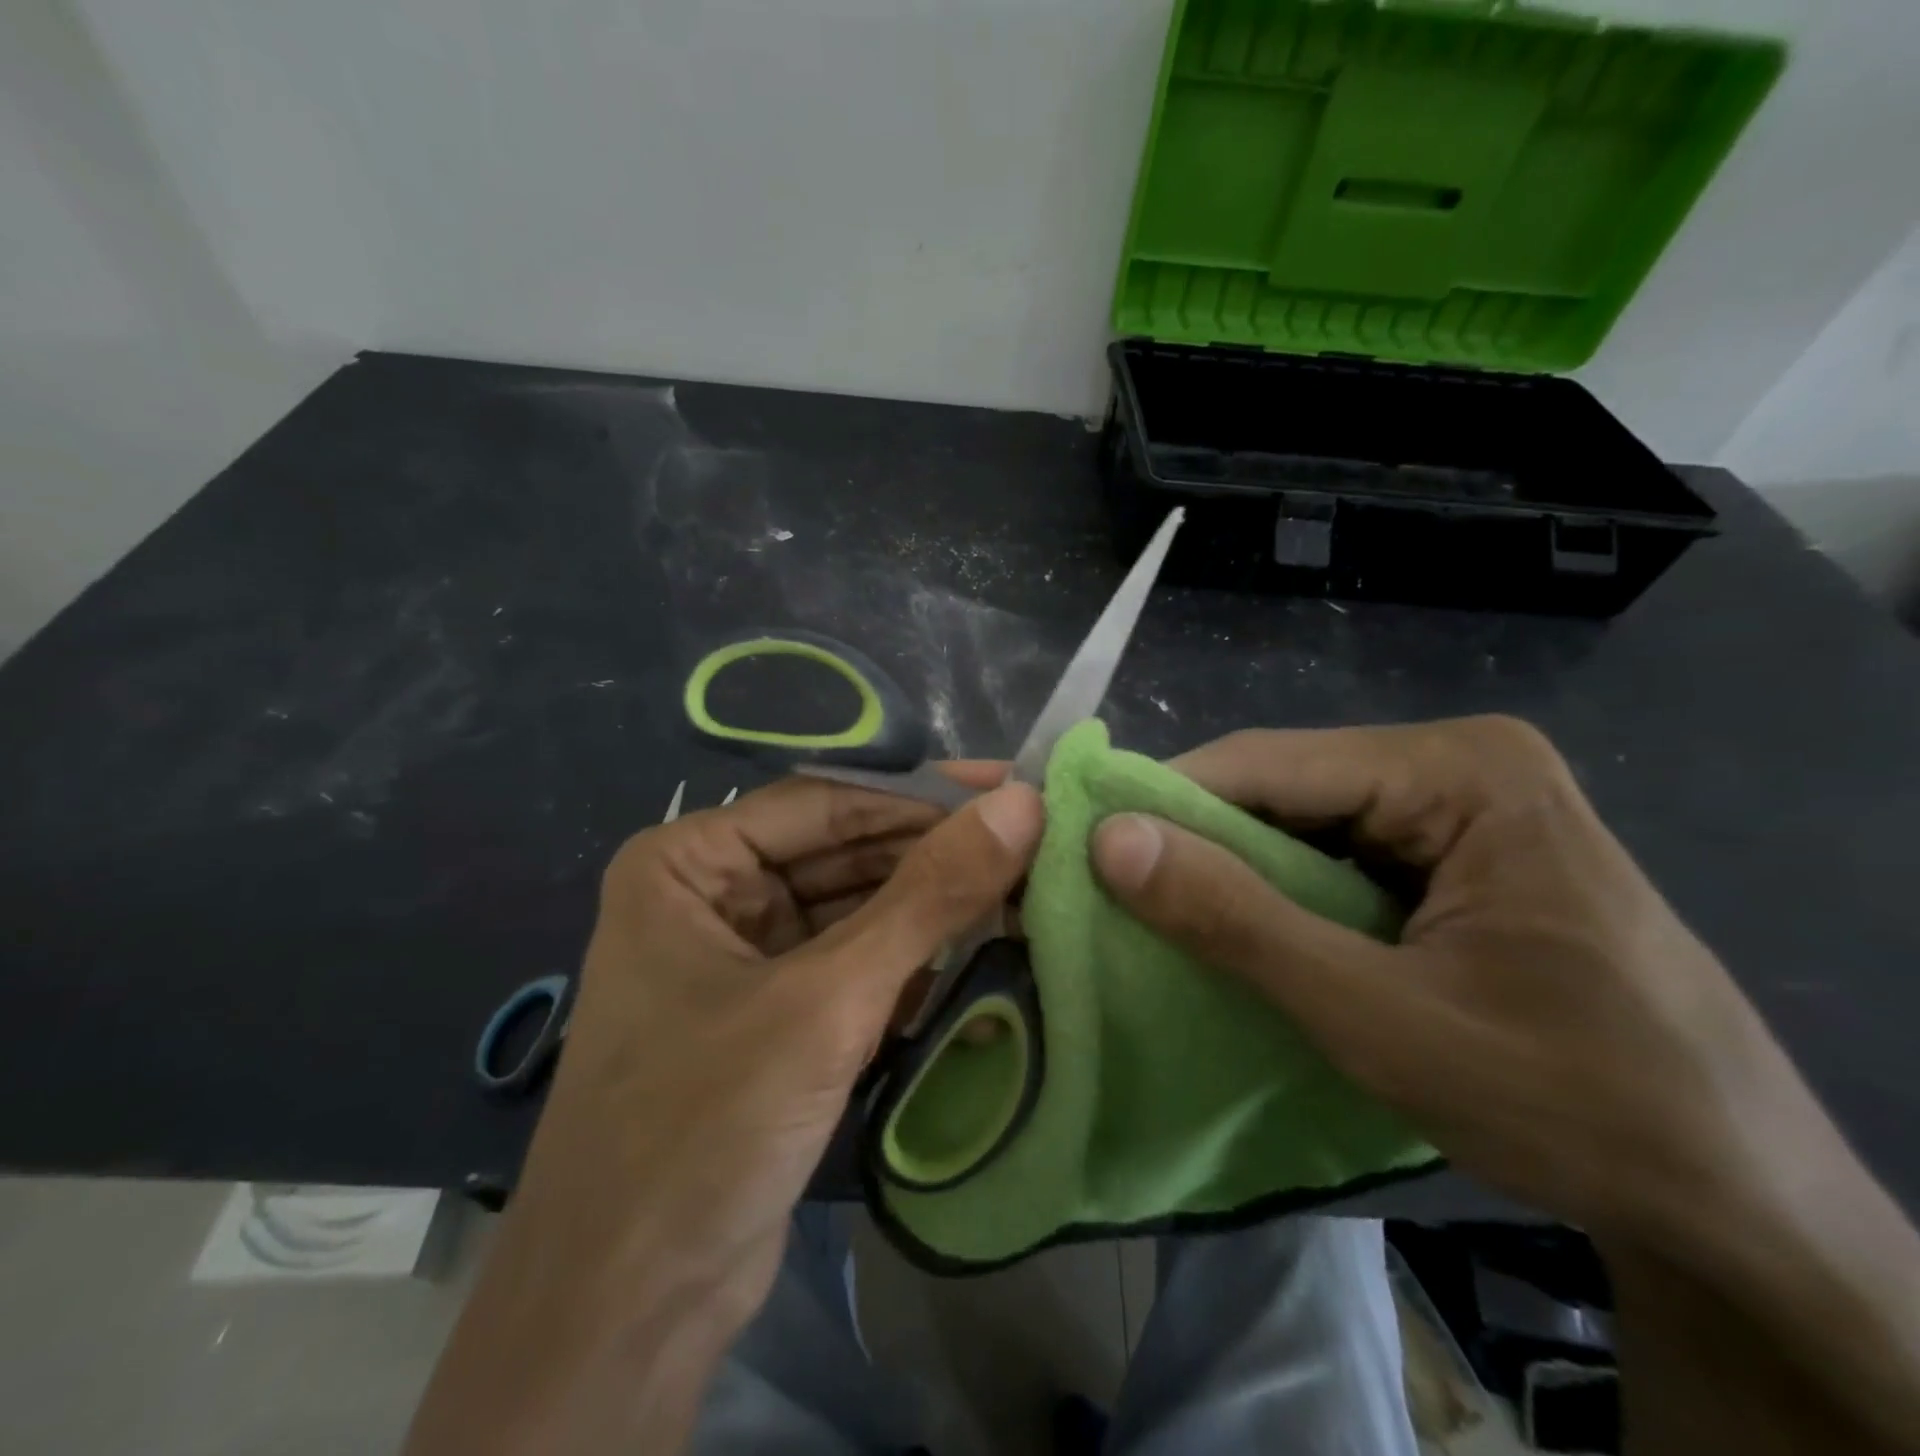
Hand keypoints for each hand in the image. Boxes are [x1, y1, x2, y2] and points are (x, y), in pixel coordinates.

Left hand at [407, 769, 1042, 1455]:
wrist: (629, 1315)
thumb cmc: (705, 1125)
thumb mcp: (828, 999)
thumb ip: (928, 897)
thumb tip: (1022, 806)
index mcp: (688, 863)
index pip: (825, 805)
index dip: (921, 796)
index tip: (1010, 788)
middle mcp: (710, 896)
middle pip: (841, 855)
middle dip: (930, 856)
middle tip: (1030, 843)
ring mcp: (740, 958)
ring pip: (853, 910)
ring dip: (928, 910)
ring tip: (1019, 891)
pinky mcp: (772, 1014)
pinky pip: (851, 963)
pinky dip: (909, 961)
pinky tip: (975, 954)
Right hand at [1089, 716, 1847, 1252]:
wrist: (1739, 1205)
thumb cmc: (1572, 1102)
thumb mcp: (1377, 1016)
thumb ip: (1236, 920)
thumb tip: (1108, 839)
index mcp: (1459, 768)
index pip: (1267, 763)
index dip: (1165, 804)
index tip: (1080, 850)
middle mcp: (1457, 763)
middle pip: (1282, 787)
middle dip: (1199, 843)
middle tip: (1110, 894)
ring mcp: (1460, 806)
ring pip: (1300, 822)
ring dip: (1233, 873)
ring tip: (1157, 915)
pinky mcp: (1454, 852)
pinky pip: (1335, 855)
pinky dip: (1279, 894)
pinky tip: (1241, 931)